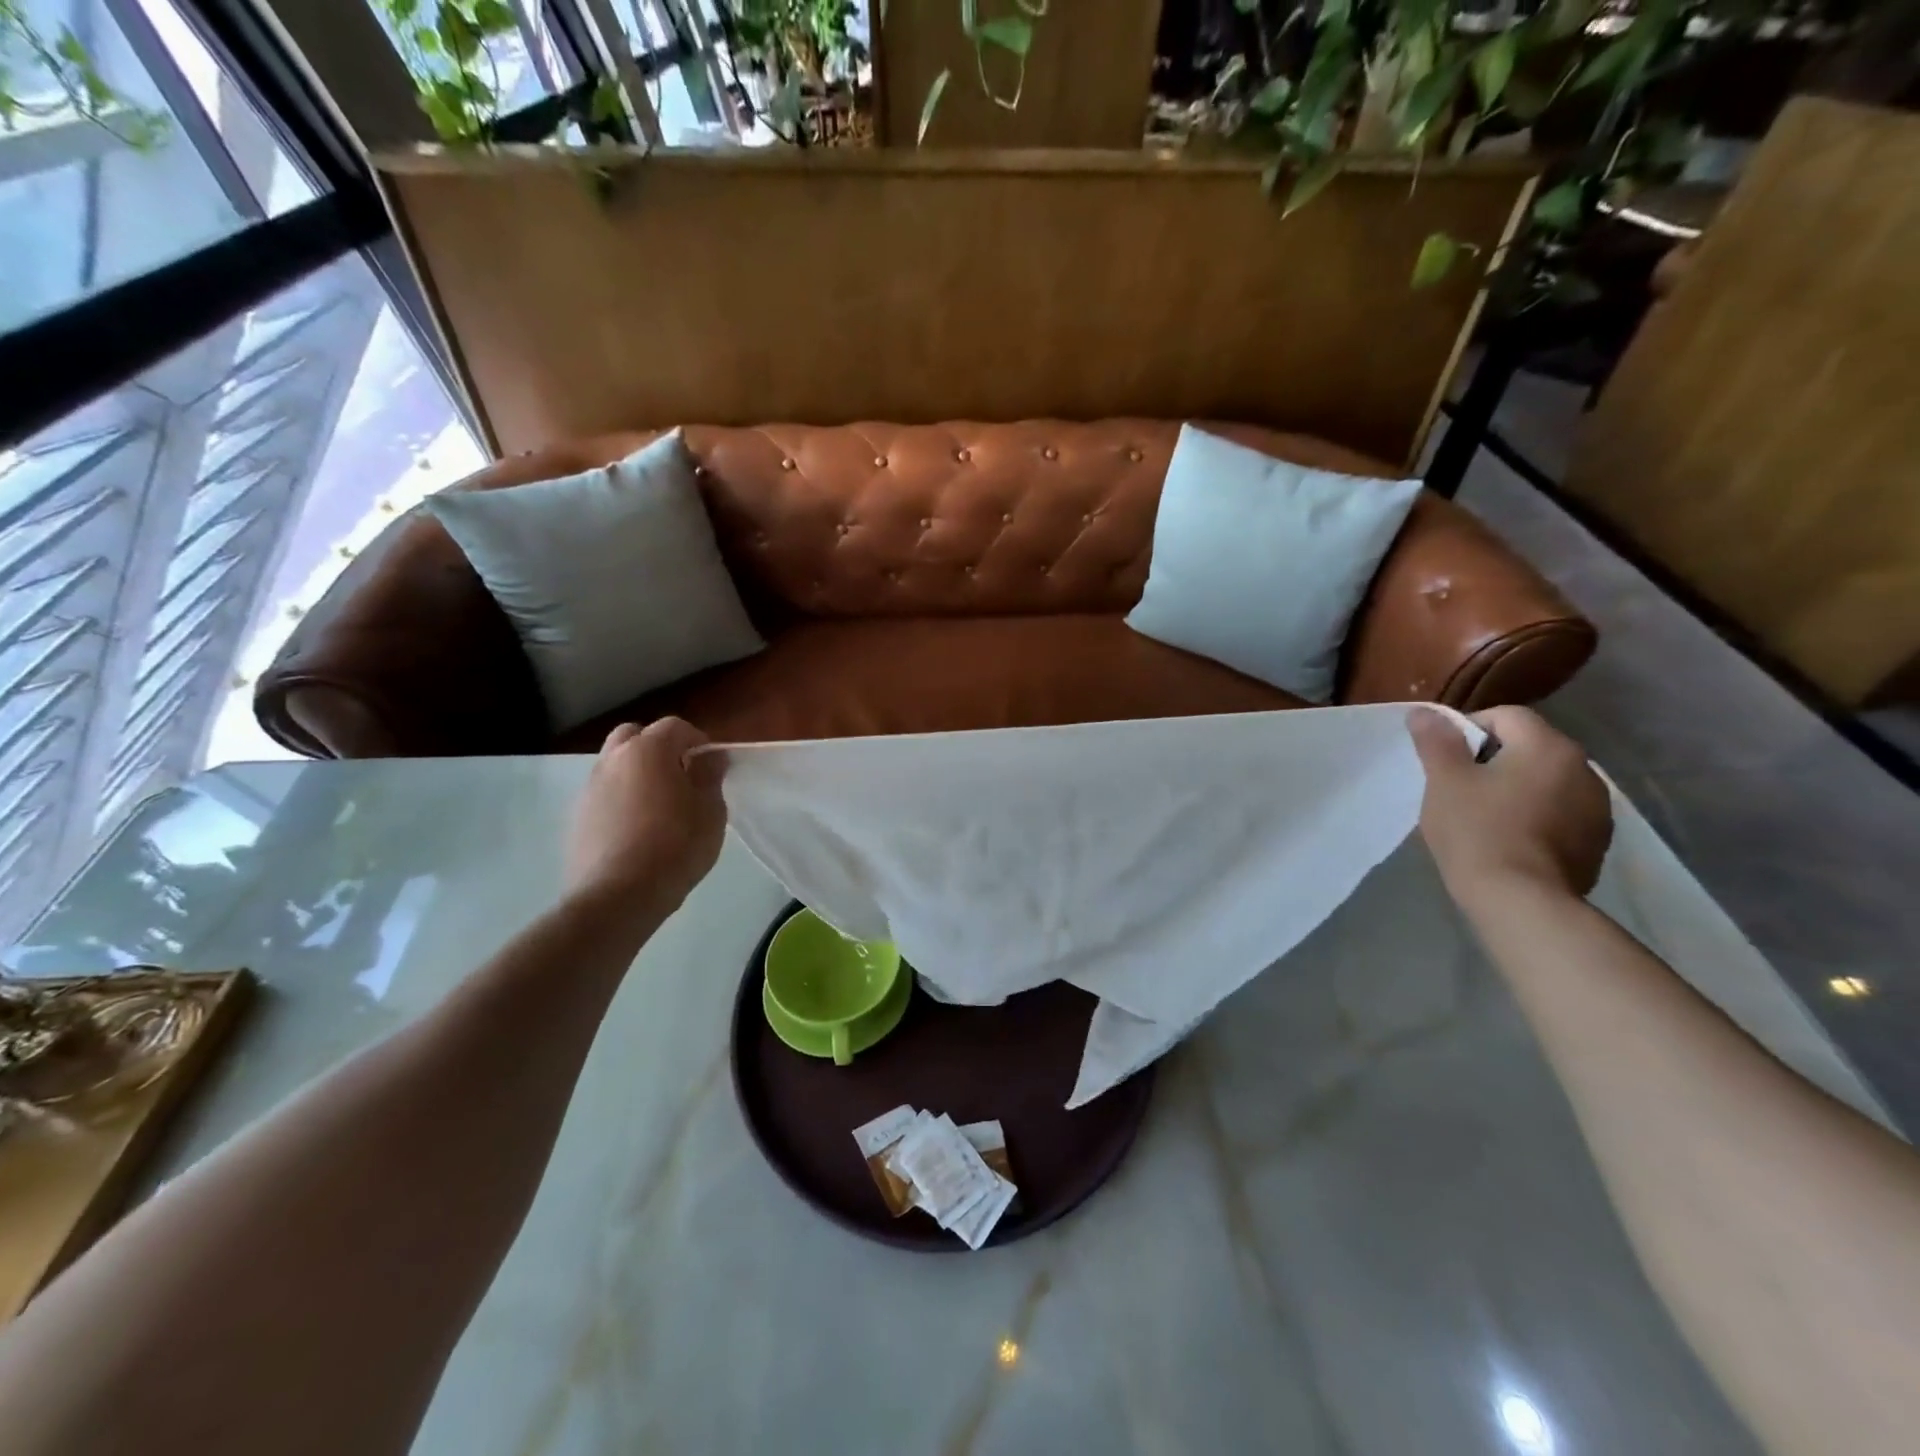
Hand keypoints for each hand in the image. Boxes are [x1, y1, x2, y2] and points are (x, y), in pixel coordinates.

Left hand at [566, 718, 726, 913]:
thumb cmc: (676, 846)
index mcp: (648, 751)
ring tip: (659, 806)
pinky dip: (621, 799)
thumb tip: (710, 758)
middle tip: (680, 776)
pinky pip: (605, 794)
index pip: (675, 727)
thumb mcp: (710, 811)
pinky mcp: (577, 817)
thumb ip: (710, 777)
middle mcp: (613, 760)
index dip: (697, 740)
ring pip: (615, 764)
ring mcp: (590, 788)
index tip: (711, 765)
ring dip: (637, 773)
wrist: (618, 896)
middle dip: (658, 747)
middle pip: (635, 736)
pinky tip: (638, 829)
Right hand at [1407, 705, 1612, 908]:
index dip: (1467, 730)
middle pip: (1529, 747)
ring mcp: (1597, 808)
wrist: (1521, 901)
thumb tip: (1424, 711)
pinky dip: (1536, 816)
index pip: (1505, 716)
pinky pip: (1560, 813)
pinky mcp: (1596, 841)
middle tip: (1458, 789)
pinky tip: (1510, 841)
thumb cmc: (1477, 831)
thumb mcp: (1444, 781)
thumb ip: (1436, 741)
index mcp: (1548, 746)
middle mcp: (1584, 768)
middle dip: (1493, 760)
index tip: (1444, 761)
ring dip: (1517, 788)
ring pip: (1546, 781)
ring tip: (1484, 817)